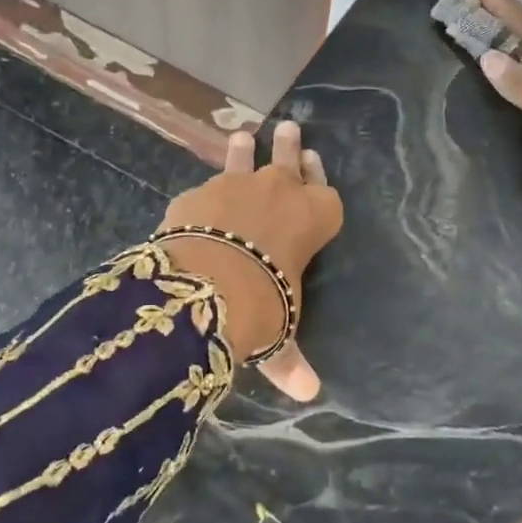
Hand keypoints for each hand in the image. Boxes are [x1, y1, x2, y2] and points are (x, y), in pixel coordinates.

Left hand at [159, 121, 342, 400]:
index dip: (319, 178)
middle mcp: (279, 192)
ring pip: (244, 160)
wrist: (207, 284)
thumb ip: (290, 358)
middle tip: (290, 128)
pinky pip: (204, 189)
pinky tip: (198, 196)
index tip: (315, 159)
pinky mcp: (196, 194)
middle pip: (288, 162)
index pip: (325, 192)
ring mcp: (236, 186)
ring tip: (243, 136)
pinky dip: (204, 193)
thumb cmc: (263, 304)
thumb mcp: (280, 333)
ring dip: (244, 151)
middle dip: (290, 147)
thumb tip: (309, 393)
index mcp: (315, 218)